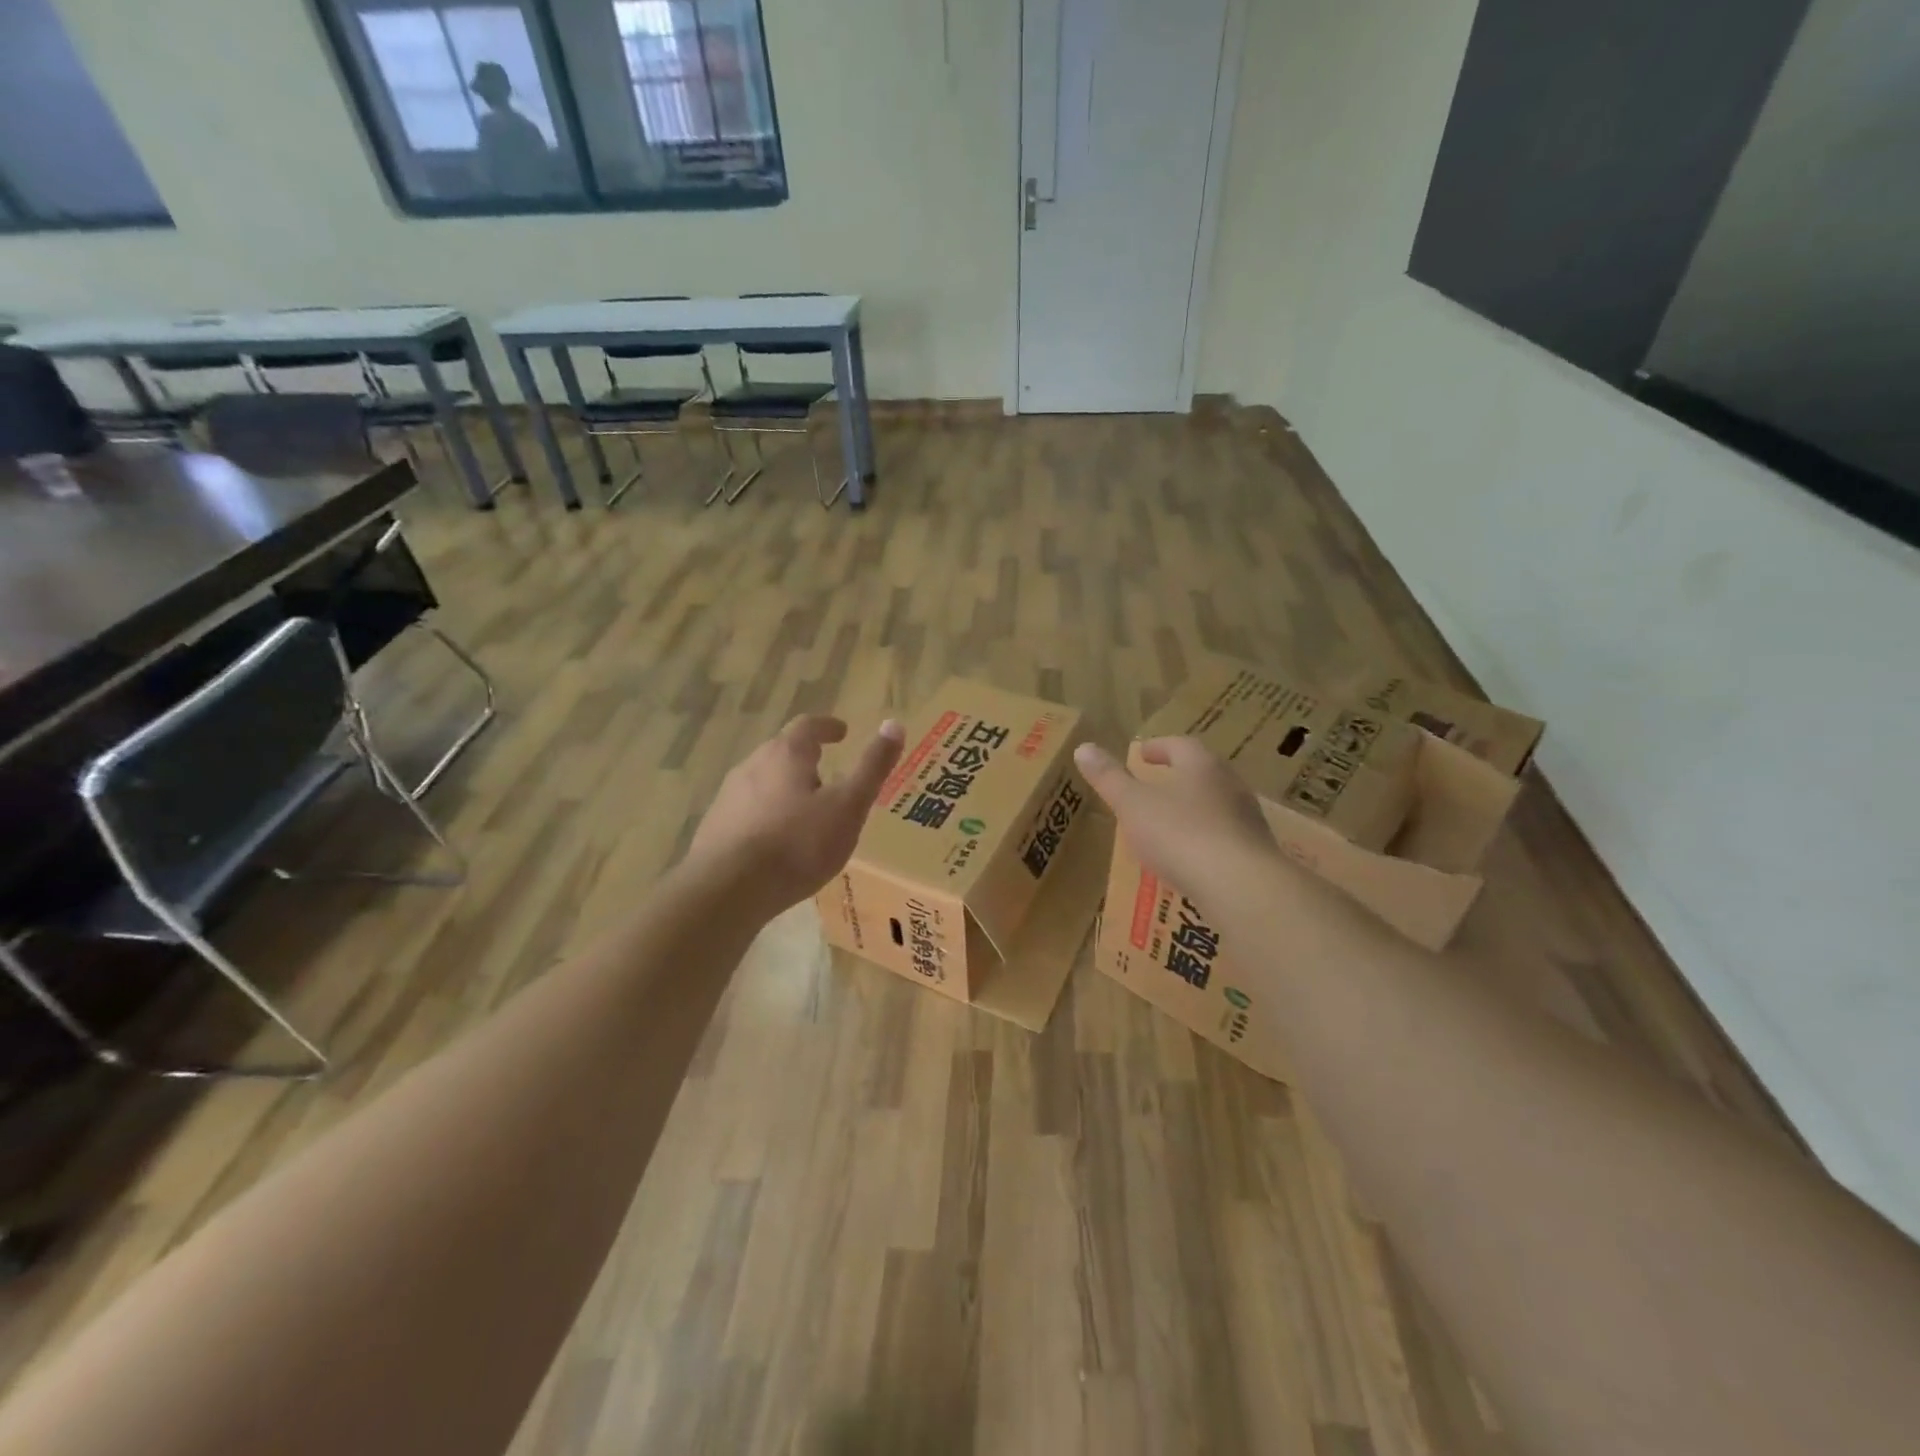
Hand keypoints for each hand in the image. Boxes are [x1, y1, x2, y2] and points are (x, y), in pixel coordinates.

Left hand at [688, 715, 905, 913]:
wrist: (728, 889)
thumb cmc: (798, 843)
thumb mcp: (848, 806)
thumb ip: (872, 767)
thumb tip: (894, 724)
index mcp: (786, 754)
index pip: (808, 726)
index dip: (828, 727)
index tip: (842, 732)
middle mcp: (752, 765)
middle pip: (782, 752)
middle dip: (805, 758)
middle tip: (828, 773)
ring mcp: (729, 796)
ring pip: (763, 781)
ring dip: (785, 787)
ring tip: (806, 811)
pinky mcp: (715, 827)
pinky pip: (748, 810)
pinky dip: (767, 814)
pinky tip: (777, 841)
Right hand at [1073, 737, 1280, 900]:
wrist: (1241, 887)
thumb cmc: (1180, 834)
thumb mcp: (1133, 805)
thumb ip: (1109, 778)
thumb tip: (1083, 748)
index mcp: (1202, 766)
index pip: (1180, 745)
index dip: (1158, 747)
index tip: (1141, 754)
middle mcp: (1231, 786)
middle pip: (1203, 772)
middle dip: (1179, 776)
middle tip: (1155, 784)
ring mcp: (1248, 821)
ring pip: (1217, 805)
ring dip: (1193, 808)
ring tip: (1169, 823)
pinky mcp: (1255, 854)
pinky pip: (1225, 837)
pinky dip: (1205, 839)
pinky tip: (1190, 858)